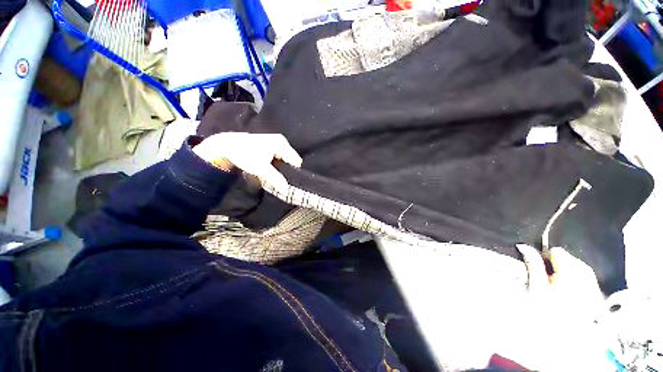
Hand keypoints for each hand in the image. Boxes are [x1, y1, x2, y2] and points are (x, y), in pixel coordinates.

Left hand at [193, 133, 302, 189]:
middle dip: (286, 169)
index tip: (287, 180)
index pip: (296, 161)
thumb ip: (276, 179)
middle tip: (279, 178)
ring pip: (284, 157)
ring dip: (280, 166)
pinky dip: (275, 162)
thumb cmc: (246, 155)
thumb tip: (287, 189)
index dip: (293, 171)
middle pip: (290, 159)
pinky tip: (267, 166)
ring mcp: (275, 140)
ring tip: (272, 173)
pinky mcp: (269, 143)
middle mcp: (281, 140)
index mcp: (282, 144)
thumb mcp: (261, 169)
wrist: (227, 145)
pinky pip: (278, 155)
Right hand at [501, 245, 608, 370]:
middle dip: (555, 267)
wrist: (570, 342)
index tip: (538, 271)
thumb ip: (533, 265)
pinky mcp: (596, 294)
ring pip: (576, 269)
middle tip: (546, 283)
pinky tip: (568, 296)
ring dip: (564, 276)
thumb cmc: (549, 313)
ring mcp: (594, 284)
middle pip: (568, 259)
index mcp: (571, 270)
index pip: (556, 251)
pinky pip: (584, 280)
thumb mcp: (537, 288)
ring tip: (555, 291)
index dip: (544, 258)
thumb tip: (523, 247)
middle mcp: (586, 273)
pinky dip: (574, 284)